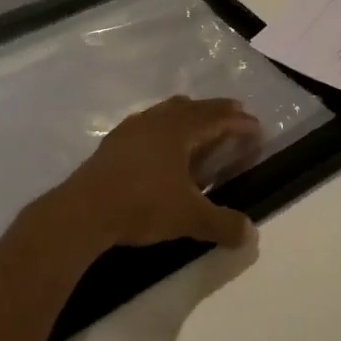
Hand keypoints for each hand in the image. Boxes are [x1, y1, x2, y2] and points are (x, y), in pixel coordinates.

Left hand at [46, 95, 261, 252]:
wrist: (83, 211)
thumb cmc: (142, 205)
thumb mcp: (189, 218)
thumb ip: (222, 224)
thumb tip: (250, 233)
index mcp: (180, 130)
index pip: (217, 118)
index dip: (240, 122)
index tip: (257, 127)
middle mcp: (158, 120)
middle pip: (194, 107)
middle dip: (217, 111)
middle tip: (235, 115)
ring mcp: (133, 128)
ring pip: (168, 110)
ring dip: (189, 114)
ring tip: (199, 124)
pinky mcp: (114, 142)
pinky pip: (149, 123)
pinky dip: (165, 126)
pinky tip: (161, 144)